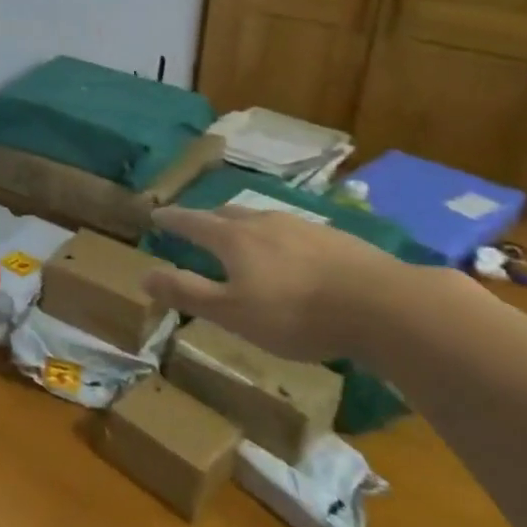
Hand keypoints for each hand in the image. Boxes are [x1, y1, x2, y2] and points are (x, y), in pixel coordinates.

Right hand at [142, 205, 411, 363]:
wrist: (382, 305)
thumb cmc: (295, 313)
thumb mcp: (231, 313)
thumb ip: (187, 292)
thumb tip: (143, 275)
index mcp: (233, 238)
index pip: (192, 222)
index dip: (172, 219)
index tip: (156, 214)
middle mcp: (264, 222)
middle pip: (227, 213)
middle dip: (207, 219)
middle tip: (196, 227)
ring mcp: (303, 226)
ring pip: (262, 219)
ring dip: (243, 226)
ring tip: (241, 238)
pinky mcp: (335, 238)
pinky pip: (292, 231)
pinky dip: (277, 239)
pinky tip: (290, 255)